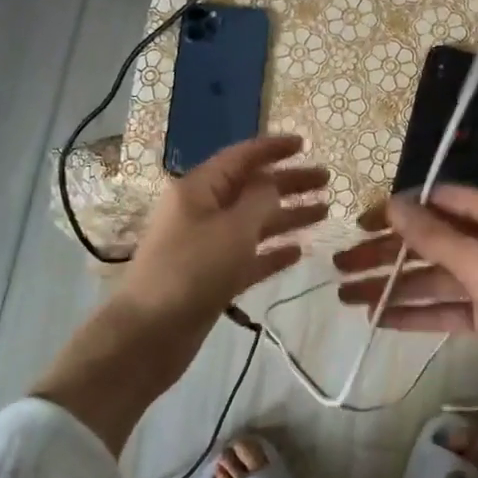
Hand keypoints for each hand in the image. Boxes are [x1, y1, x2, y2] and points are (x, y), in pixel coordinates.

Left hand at [118, 134, 328, 330]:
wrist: (150, 333)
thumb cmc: (192, 270)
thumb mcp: (232, 228)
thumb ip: (260, 201)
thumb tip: (273, 184)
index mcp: (199, 189)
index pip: (241, 157)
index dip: (273, 148)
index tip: (305, 144)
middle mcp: (202, 211)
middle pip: (251, 188)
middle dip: (288, 182)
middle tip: (327, 180)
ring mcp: (207, 246)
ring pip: (254, 222)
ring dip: (287, 216)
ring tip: (324, 212)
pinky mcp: (213, 277)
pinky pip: (249, 256)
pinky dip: (273, 251)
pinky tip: (300, 251)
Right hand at [333, 186, 477, 407]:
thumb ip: (434, 236)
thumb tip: (393, 203)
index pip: (440, 201)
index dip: (399, 210)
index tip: (362, 223)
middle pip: (429, 241)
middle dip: (386, 254)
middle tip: (341, 265)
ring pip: (432, 278)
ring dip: (393, 287)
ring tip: (348, 297)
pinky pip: (445, 308)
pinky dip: (416, 313)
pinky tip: (380, 320)